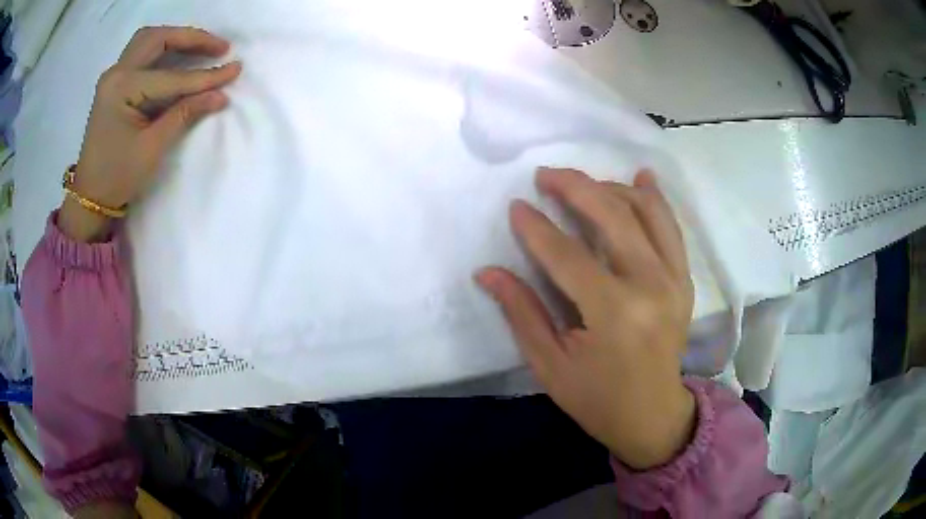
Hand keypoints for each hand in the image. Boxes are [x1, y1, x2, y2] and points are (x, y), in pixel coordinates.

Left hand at [59, 26, 241, 241]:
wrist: (91, 195)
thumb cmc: (117, 176)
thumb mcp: (152, 148)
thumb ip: (185, 115)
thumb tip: (220, 95)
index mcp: (121, 90)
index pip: (170, 77)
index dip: (204, 76)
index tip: (235, 69)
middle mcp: (115, 74)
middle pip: (158, 39)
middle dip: (191, 38)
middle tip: (220, 47)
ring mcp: (113, 76)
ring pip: (149, 40)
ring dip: (177, 38)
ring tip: (202, 46)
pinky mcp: (114, 83)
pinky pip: (141, 52)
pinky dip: (163, 48)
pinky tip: (179, 54)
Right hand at [476, 168, 695, 469]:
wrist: (653, 415)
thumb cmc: (597, 398)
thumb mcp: (550, 365)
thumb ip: (522, 312)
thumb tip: (487, 271)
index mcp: (614, 314)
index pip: (568, 255)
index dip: (537, 228)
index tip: (516, 206)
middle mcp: (651, 286)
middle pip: (613, 217)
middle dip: (575, 187)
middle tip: (545, 175)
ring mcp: (674, 279)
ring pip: (645, 212)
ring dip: (610, 188)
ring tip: (581, 182)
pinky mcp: (684, 280)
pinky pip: (671, 227)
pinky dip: (654, 198)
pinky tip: (640, 177)